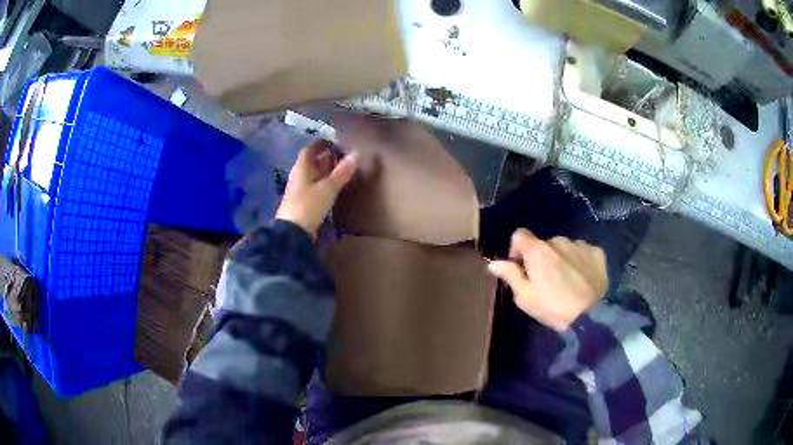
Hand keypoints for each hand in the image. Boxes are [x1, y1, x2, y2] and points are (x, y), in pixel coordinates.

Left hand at [276, 141, 358, 237]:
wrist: (293, 232)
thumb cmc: (308, 205)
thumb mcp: (328, 187)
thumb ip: (342, 172)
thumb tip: (357, 153)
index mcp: (302, 168)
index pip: (309, 150)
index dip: (319, 145)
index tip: (332, 142)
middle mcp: (299, 177)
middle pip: (312, 163)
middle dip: (325, 158)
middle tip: (342, 156)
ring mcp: (300, 191)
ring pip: (313, 176)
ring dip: (325, 172)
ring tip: (341, 171)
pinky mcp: (303, 204)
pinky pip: (314, 188)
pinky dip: (324, 184)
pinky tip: (333, 188)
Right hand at [487, 229, 607, 331]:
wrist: (589, 317)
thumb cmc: (552, 308)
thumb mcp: (524, 297)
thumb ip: (510, 275)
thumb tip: (494, 263)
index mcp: (538, 250)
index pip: (519, 234)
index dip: (517, 248)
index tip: (520, 266)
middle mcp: (558, 240)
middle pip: (544, 244)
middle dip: (542, 258)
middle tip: (545, 281)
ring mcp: (580, 245)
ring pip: (564, 247)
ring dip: (561, 258)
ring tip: (566, 281)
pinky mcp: (596, 253)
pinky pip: (582, 251)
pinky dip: (579, 261)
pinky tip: (582, 278)